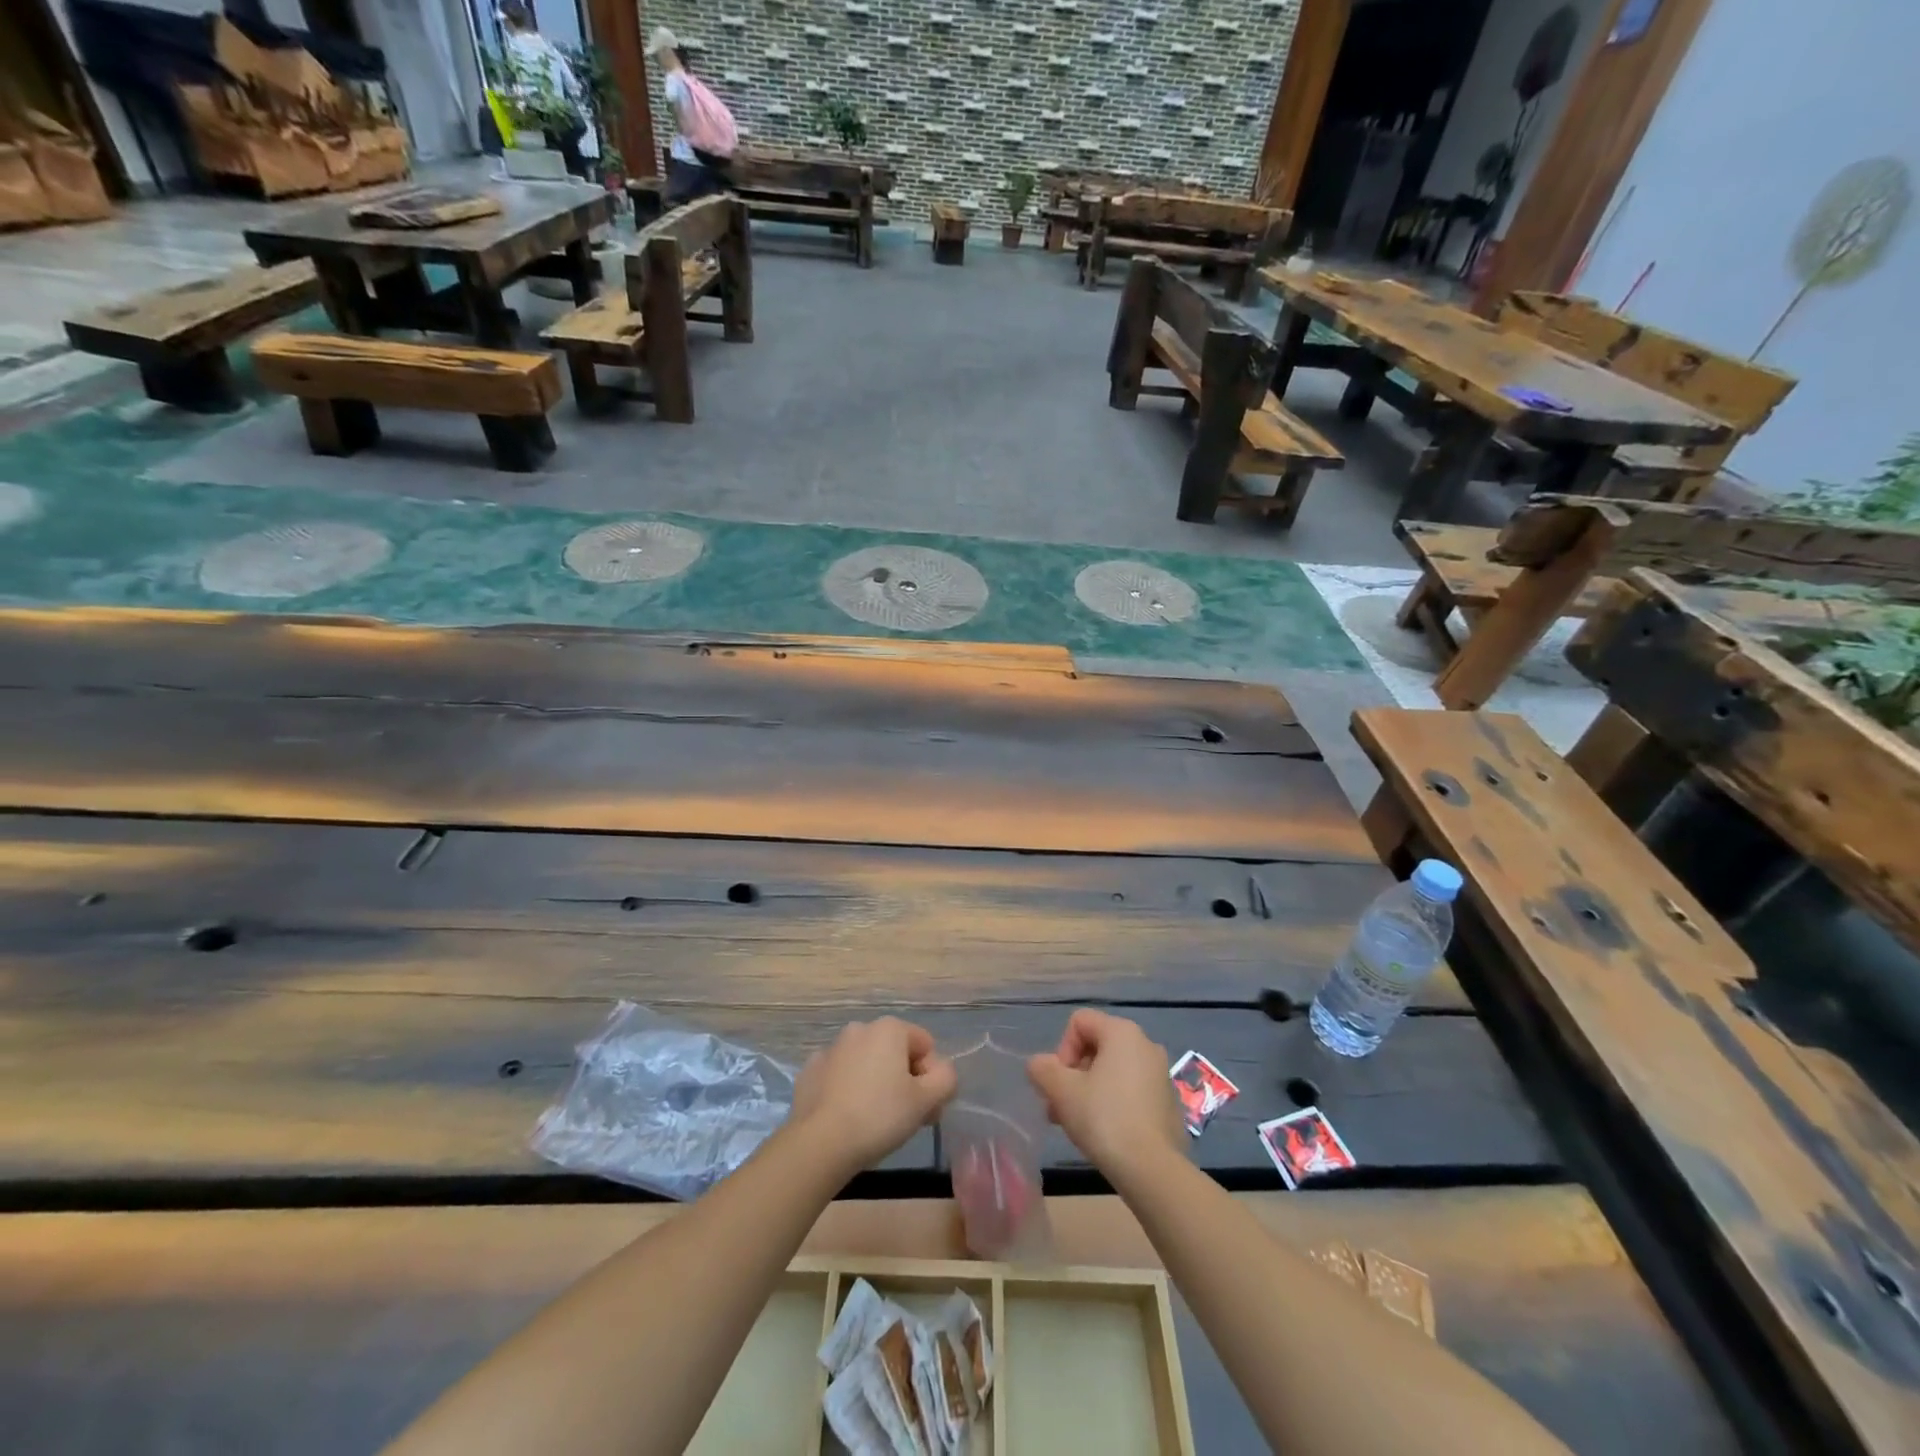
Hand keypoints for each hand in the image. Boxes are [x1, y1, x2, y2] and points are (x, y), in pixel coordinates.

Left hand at [789, 1018, 957, 1179]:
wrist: (819, 1142)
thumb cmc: (879, 1116)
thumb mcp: (926, 1101)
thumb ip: (946, 1079)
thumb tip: (941, 1073)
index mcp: (889, 1028)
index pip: (926, 1046)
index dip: (932, 1078)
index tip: (926, 1109)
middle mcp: (860, 1029)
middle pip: (896, 1053)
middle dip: (905, 1081)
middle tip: (906, 1118)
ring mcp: (831, 1048)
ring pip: (867, 1064)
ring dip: (877, 1084)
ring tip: (875, 1122)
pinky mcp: (810, 1071)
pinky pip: (841, 1077)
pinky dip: (849, 1091)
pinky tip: (847, 1117)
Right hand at [1028, 1009, 1184, 1182]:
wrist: (1153, 1170)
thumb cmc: (1104, 1118)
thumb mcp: (1061, 1091)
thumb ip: (1042, 1069)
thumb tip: (1039, 1065)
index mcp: (1122, 1032)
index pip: (1079, 1022)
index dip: (1062, 1049)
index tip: (1061, 1083)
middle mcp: (1146, 1045)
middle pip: (1096, 1047)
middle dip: (1073, 1075)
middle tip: (1061, 1107)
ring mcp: (1161, 1075)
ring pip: (1113, 1071)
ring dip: (1090, 1091)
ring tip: (1077, 1124)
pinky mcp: (1168, 1103)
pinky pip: (1131, 1091)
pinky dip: (1113, 1104)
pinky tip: (1105, 1133)